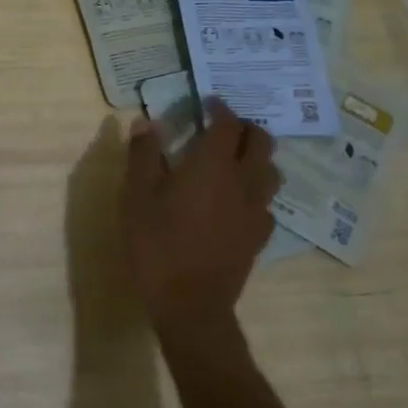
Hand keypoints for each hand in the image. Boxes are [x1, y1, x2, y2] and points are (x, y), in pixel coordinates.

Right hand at [121, 99, 279, 344]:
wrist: (190, 304)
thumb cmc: (157, 243)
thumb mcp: (137, 195)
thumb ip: (143, 154)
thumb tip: (145, 122)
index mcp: (213, 165)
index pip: (228, 124)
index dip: (220, 108)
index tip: (208, 103)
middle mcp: (243, 181)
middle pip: (261, 142)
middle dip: (246, 128)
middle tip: (225, 128)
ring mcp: (256, 210)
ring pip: (271, 172)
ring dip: (257, 158)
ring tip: (235, 161)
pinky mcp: (260, 236)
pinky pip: (267, 203)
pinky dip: (255, 192)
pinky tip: (237, 201)